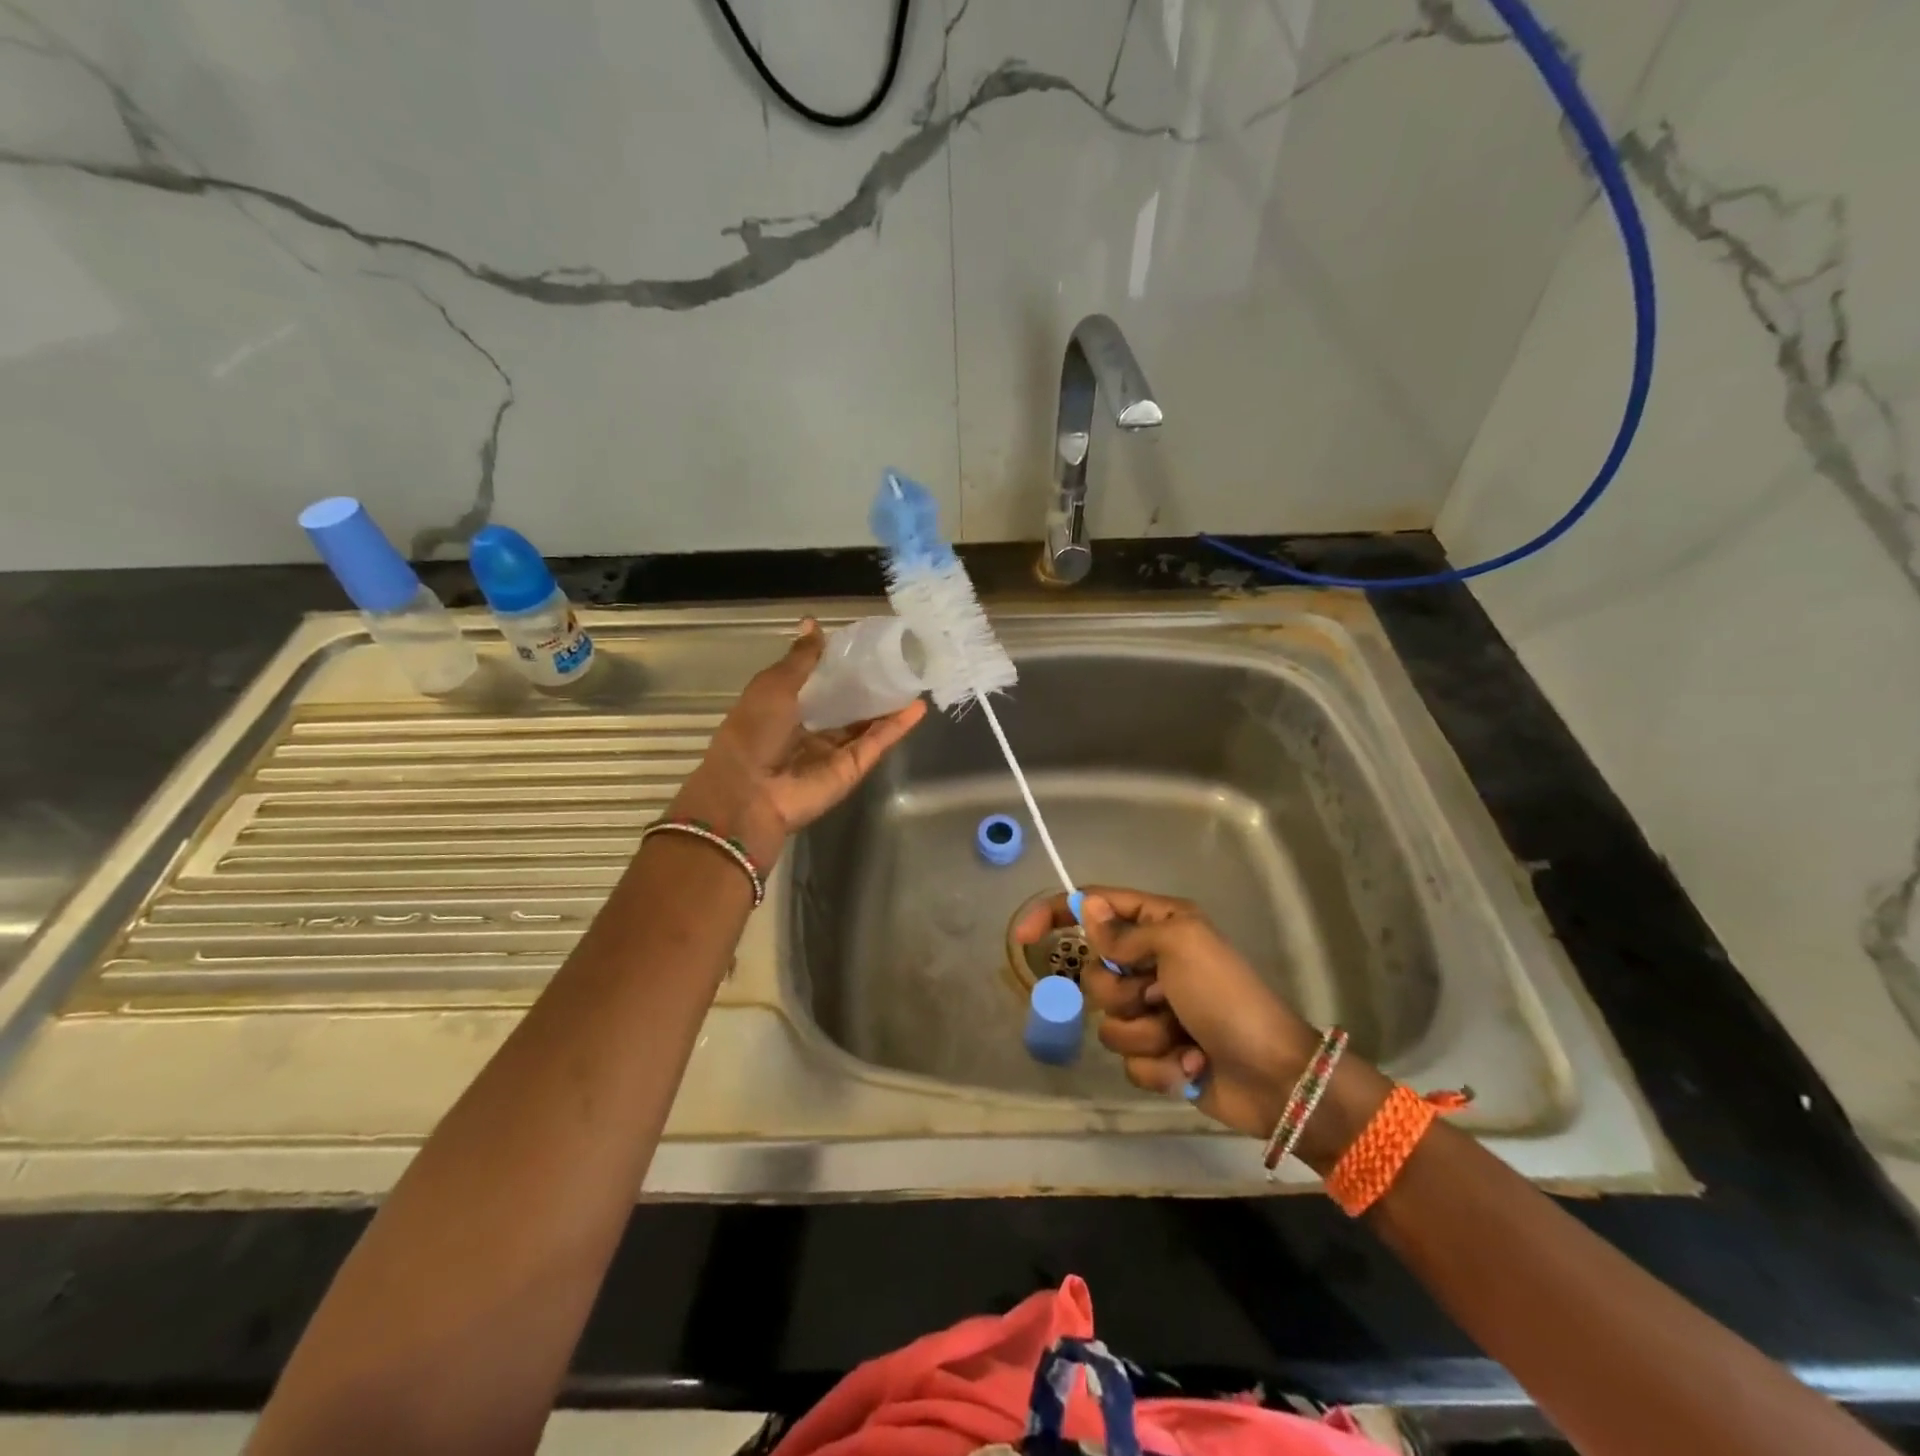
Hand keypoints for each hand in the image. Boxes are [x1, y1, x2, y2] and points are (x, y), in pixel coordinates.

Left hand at [671, 620, 925, 863]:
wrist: (749, 794)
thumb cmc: (752, 733)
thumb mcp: (773, 686)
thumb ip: (801, 659)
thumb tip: (813, 623)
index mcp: (785, 708)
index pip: (819, 683)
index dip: (839, 665)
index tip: (863, 644)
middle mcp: (811, 729)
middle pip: (847, 705)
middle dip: (869, 685)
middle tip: (897, 659)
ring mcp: (834, 751)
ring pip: (867, 724)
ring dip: (889, 704)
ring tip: (914, 678)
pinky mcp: (853, 768)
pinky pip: (877, 742)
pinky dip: (897, 726)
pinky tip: (917, 706)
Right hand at [1014, 887, 1317, 1138]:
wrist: (1274, 1077)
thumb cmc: (1226, 997)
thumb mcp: (1178, 946)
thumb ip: (1125, 932)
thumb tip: (1086, 908)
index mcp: (1160, 926)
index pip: (1095, 907)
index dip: (1056, 915)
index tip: (1025, 937)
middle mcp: (1152, 963)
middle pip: (1095, 973)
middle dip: (1122, 994)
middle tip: (1159, 998)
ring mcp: (1155, 1011)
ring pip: (1108, 1022)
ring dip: (1145, 1035)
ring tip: (1182, 1037)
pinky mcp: (1158, 1054)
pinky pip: (1128, 1060)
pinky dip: (1158, 1066)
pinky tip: (1190, 1064)